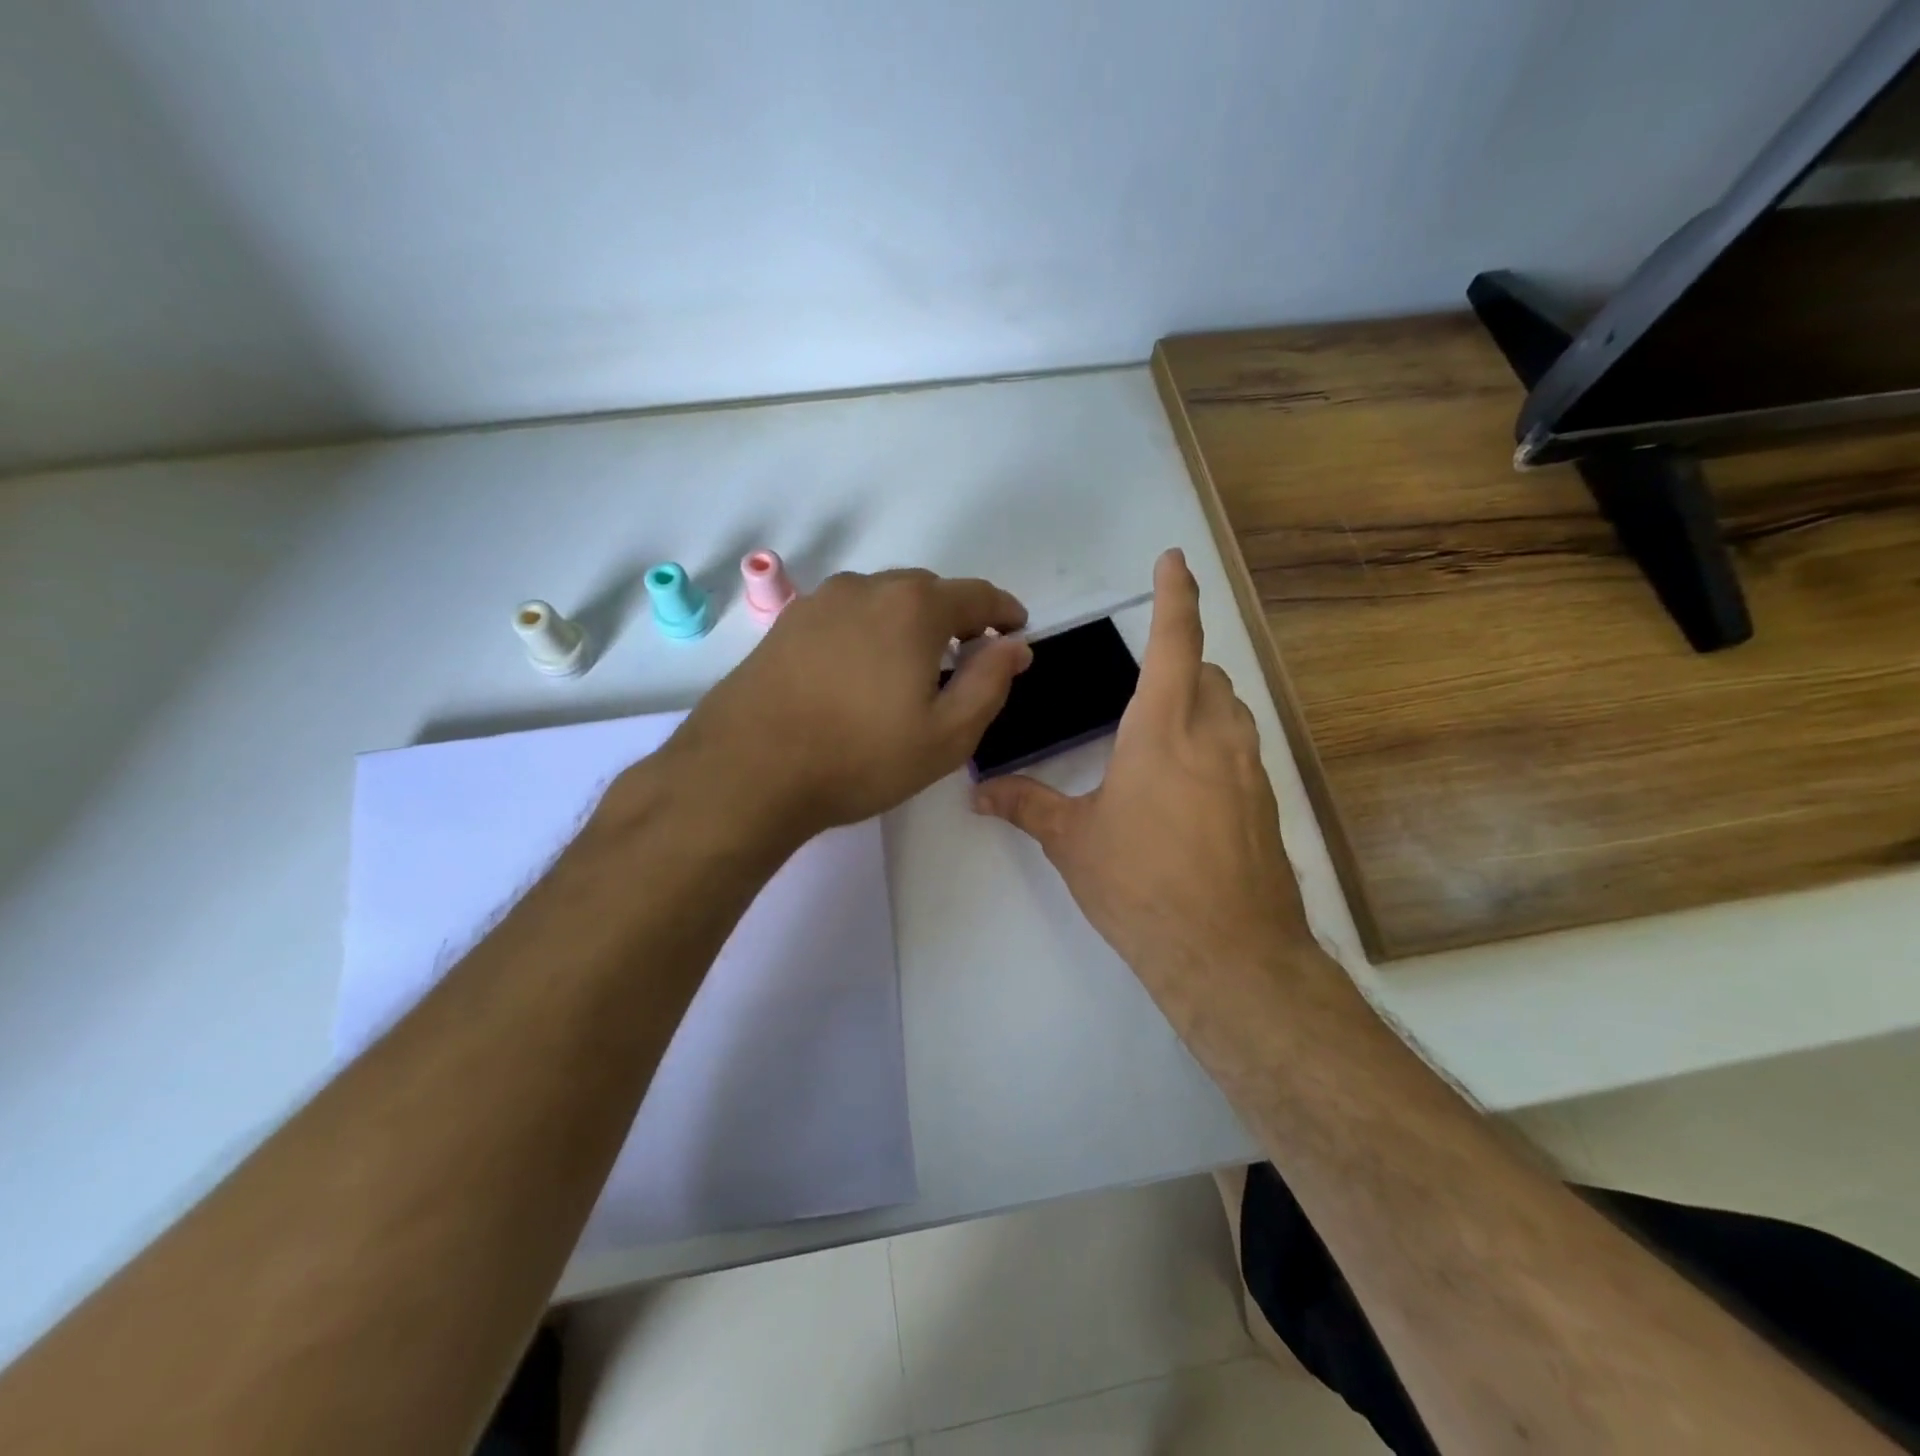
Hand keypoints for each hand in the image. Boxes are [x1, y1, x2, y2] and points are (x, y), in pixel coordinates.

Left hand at [665, 569, 1031, 839]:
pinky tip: (861, 673)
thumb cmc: (859, 757)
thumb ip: (990, 682)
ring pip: (883, 601)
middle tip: (966, 659)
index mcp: (914, 607)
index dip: (1004, 613)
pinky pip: (846, 617)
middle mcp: (866, 588)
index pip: (977, 595)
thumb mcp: (946, 735)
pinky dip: (869, 633)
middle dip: (956, 618)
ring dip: (909, 624)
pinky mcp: (787, 624)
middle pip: (928, 592)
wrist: (748, 770)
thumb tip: (1014, 645)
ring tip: (911, 669)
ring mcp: (820, 602)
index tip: (1016, 631)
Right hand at [972, 550, 1315, 991]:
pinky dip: (1217, 745)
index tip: (1175, 560)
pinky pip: (1242, 751)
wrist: (1228, 953)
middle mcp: (1214, 737)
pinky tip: (1189, 790)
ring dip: (1203, 703)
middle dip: (1182, 664)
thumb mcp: (1074, 842)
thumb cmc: (1141, 885)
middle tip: (1146, 687)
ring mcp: (1249, 771)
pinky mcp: (1265, 804)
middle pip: (1209, 673)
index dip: (1175, 595)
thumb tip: (979, 793)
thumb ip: (1027, 807)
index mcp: (1163, 730)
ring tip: (1164, 735)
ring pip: (1231, 711)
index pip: (1175, 642)